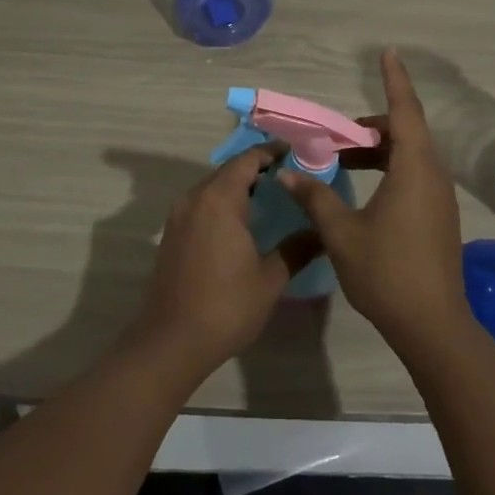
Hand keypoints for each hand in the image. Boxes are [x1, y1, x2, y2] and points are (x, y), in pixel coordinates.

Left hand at [123, 148, 324, 382]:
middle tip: (290, 176)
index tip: (296, 153)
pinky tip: (242, 222)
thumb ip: (297, 249)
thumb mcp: (270, 279)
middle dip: (258, 168)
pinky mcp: (172, 234)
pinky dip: (223, 203)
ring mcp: (179, 216)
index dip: (271, 152)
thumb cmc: (225, 306)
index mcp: (219, 199)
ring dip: (239, 186)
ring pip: (213, 187)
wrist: (171, 342)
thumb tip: (323, 232)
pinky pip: (201, 204)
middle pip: (229, 170)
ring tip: (271, 196)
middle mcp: (195, 198)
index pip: (247, 160)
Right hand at [278, 50, 470, 358]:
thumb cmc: (387, 272)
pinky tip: (364, 191)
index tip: (388, 52)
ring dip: (379, 151)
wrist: (433, 326)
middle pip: (406, 132)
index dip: (395, 80)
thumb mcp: (341, 233)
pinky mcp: (439, 216)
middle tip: (337, 136)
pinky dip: (389, 169)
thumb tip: (288, 174)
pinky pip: (414, 175)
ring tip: (343, 162)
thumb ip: (315, 198)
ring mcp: (439, 197)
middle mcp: (433, 175)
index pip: (405, 111)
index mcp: (414, 169)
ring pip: (410, 155)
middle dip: (372, 126)